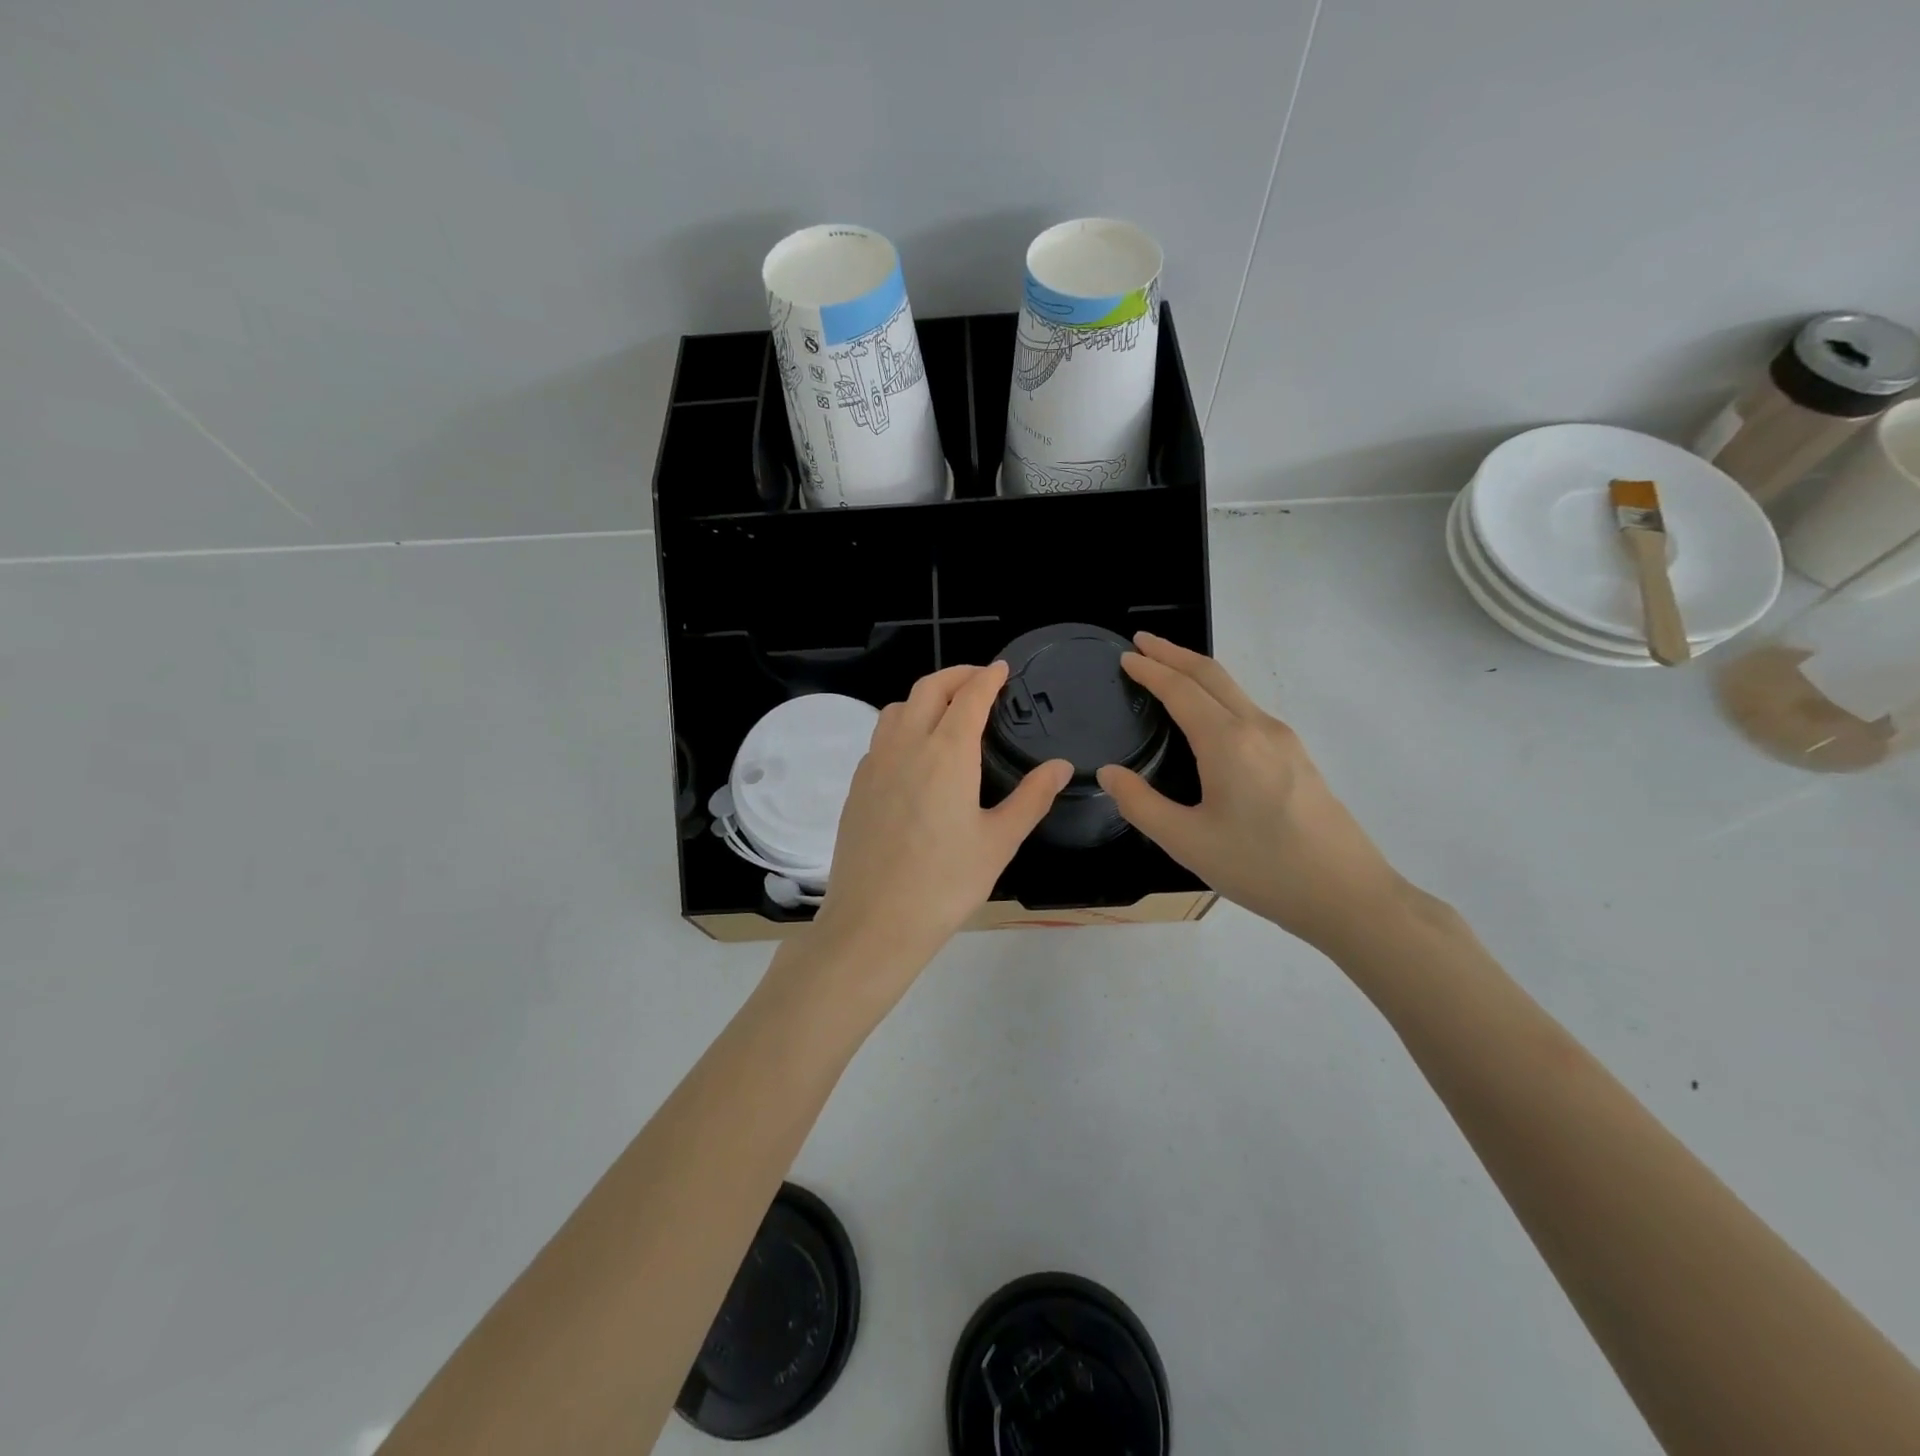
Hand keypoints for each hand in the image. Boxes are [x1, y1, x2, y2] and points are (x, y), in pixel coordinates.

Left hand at [810, 663, 1070, 995]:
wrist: (874, 921)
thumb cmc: (945, 884)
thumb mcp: (999, 841)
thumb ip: (1032, 798)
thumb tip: (1061, 766)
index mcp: (946, 753)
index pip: (969, 697)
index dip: (987, 678)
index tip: (1001, 669)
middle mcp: (906, 746)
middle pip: (928, 689)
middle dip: (956, 675)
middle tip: (979, 680)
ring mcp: (875, 764)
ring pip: (898, 708)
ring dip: (925, 697)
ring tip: (947, 711)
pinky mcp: (858, 785)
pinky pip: (881, 737)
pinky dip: (903, 725)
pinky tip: (915, 753)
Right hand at [1096, 634, 1407, 949]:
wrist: (1346, 894)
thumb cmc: (1261, 868)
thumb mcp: (1187, 842)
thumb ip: (1140, 804)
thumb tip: (1109, 773)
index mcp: (1228, 742)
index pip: (1180, 689)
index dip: (1150, 670)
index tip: (1125, 656)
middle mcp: (1258, 728)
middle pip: (1211, 675)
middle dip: (1174, 654)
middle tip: (1142, 643)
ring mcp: (1284, 740)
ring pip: (1233, 690)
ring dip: (1197, 673)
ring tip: (1168, 672)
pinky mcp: (1297, 756)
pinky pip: (1248, 709)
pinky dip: (1217, 696)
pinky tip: (1207, 716)